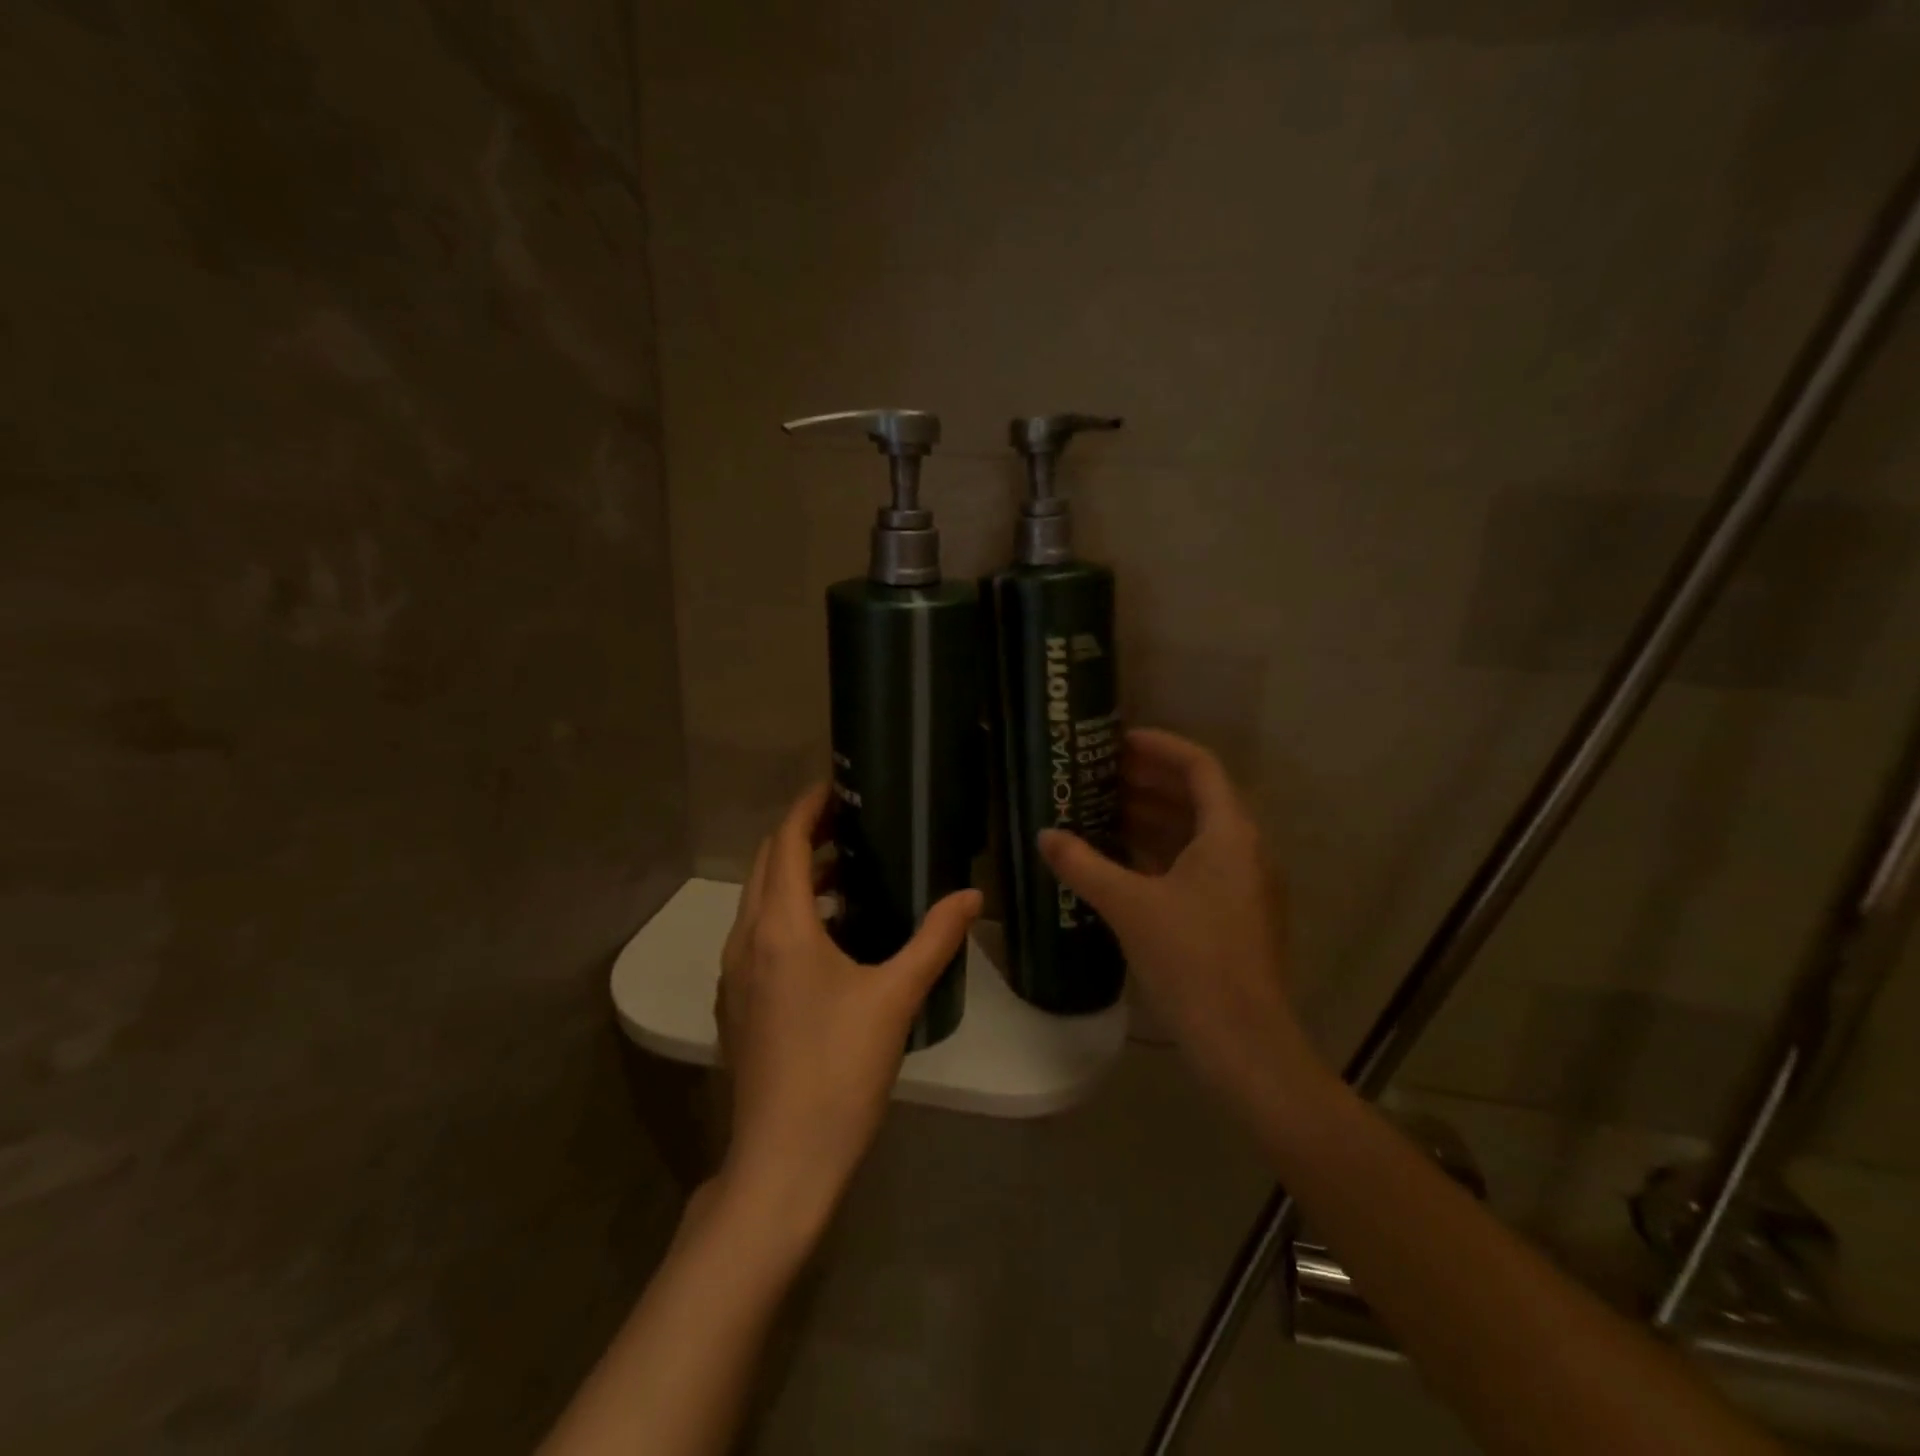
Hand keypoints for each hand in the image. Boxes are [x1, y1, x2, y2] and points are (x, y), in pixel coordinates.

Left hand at [714, 784, 981, 1233]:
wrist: (782, 1162)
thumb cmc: (839, 1071)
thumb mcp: (896, 998)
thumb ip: (935, 940)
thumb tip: (972, 897)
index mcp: (781, 928)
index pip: (785, 843)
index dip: (808, 807)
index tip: (837, 786)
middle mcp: (746, 941)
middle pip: (766, 866)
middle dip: (803, 836)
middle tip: (851, 823)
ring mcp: (734, 975)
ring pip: (760, 902)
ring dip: (796, 878)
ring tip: (849, 875)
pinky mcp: (736, 1004)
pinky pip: (758, 936)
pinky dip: (788, 915)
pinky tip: (831, 938)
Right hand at [1039, 728, 1318, 1122]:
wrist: (1244, 1042)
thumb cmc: (1191, 960)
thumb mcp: (1129, 906)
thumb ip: (1083, 865)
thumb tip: (1044, 836)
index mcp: (1229, 833)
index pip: (1199, 766)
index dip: (1159, 746)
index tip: (1118, 740)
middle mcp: (1244, 849)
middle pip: (1197, 796)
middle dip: (1148, 781)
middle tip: (1098, 773)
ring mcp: (1242, 884)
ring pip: (1195, 833)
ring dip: (1152, 817)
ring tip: (1100, 809)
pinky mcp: (1234, 914)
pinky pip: (1194, 864)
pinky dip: (1159, 853)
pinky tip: (1120, 860)